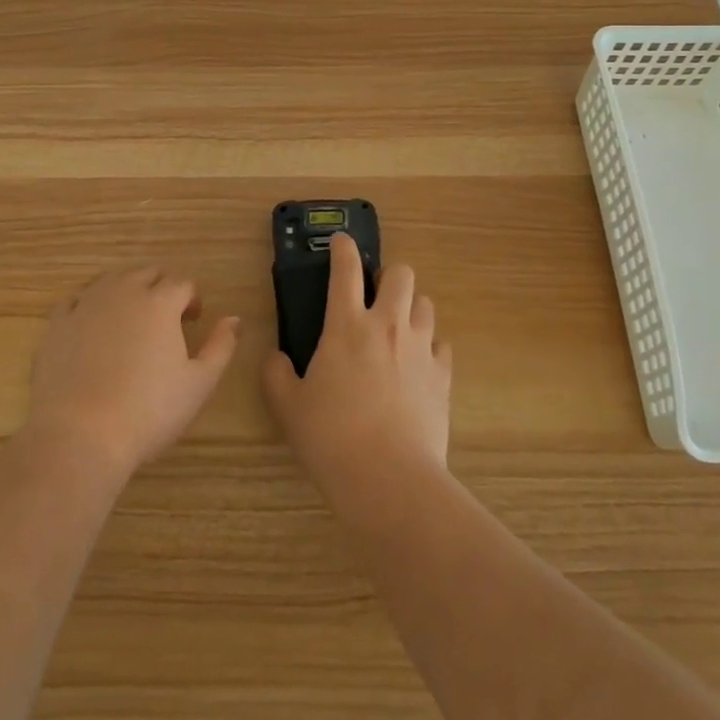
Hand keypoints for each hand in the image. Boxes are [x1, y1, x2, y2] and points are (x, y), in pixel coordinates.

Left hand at [26, 267, 240, 481]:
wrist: (80, 435)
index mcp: (160, 302)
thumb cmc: (148, 411)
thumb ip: (221, 346)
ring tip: (131, 319)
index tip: (193, 321)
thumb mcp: (199, 384)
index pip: (182, 283)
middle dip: (161, 288)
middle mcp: (124, 292)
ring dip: (126, 290)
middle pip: (147, 273)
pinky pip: (76, 300)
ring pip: (111, 279)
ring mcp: (87, 304)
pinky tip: (92, 327)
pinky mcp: (57, 324)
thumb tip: (234, 319)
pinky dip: (88, 306)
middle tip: (165, 319)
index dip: (192, 299)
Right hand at [262, 233, 451, 497]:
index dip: (343, 248)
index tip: (342, 241)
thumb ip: (277, 375)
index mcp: (346, 325)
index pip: (345, 270)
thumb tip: (276, 358)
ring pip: (425, 304)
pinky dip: (430, 347)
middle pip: (400, 274)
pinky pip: (442, 346)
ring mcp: (419, 348)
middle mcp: (386, 325)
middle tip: (375, 294)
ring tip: (398, 328)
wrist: (389, 478)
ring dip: (411, 308)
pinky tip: (419, 365)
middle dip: (388, 274)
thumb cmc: (331, 437)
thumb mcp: (288, 407)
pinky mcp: (443, 376)